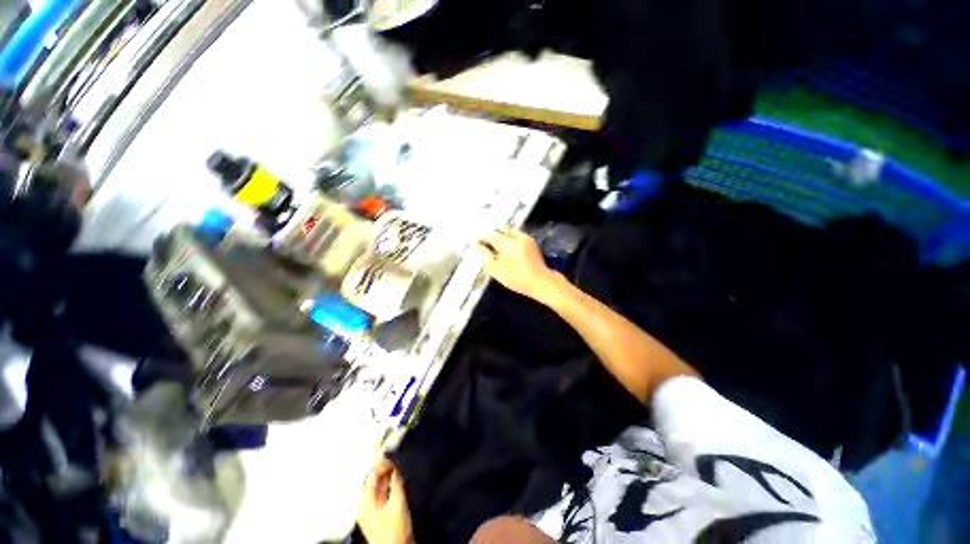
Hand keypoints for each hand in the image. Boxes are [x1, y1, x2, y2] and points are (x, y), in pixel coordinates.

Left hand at [357, 458, 413, 543]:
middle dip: (385, 469)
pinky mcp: (378, 514)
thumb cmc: (393, 529)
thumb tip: (396, 466)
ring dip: (388, 476)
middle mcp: (365, 504)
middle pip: (374, 481)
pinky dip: (389, 485)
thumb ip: (396, 482)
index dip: (382, 463)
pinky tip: (397, 481)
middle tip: (395, 458)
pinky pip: (382, 493)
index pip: (371, 476)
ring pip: (379, 486)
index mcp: (365, 501)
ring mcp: (371, 510)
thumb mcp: (397, 502)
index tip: (390, 453)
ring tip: (398, 466)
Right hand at [478, 229, 557, 301]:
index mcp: (507, 242)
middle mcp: (516, 236)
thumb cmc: (517, 278)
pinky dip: (510, 240)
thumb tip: (478, 246)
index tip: (477, 243)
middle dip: (492, 237)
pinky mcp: (531, 243)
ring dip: (501, 238)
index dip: (482, 239)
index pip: (490, 235)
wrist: (540, 281)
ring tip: (496, 248)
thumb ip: (485, 256)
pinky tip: (508, 249)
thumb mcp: (496, 270)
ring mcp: (525, 238)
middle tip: (486, 246)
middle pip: (500, 232)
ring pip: (509, 233)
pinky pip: (517, 236)